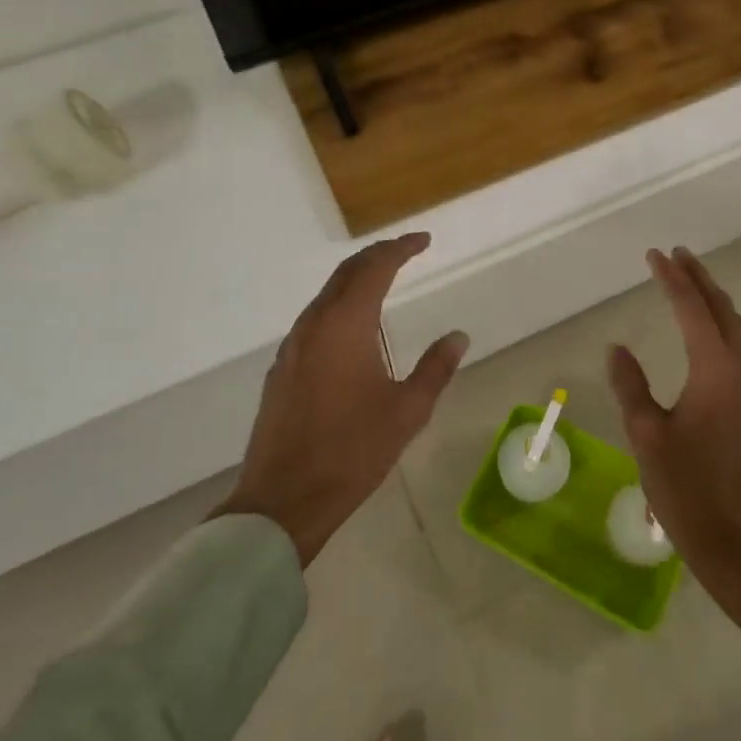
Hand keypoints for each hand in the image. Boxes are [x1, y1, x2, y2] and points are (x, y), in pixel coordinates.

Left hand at [215, 233, 468, 565]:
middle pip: (346, 273)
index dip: (400, 248)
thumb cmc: (352, 452)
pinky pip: (314, 319)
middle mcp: (314, 324)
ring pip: (326, 295)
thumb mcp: (407, 411)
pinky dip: (339, 306)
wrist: (283, 500)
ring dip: (356, 280)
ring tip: (383, 282)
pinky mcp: (282, 368)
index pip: (375, 268)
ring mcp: (292, 346)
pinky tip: (353, 328)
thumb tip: (458, 336)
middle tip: (406, 252)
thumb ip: (435, 368)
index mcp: (346, 325)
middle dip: (377, 256)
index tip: (423, 241)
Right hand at [608, 248, 740, 636]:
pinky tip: (712, 335)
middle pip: (723, 310)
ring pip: (739, 329)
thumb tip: (618, 348)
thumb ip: (631, 385)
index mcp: (715, 371)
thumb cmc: (687, 489)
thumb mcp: (646, 435)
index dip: (672, 279)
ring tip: (695, 286)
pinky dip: (726, 327)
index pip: (692, 309)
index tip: (655, 255)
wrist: (739, 544)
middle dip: (700, 279)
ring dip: (716, 302)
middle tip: (678, 256)